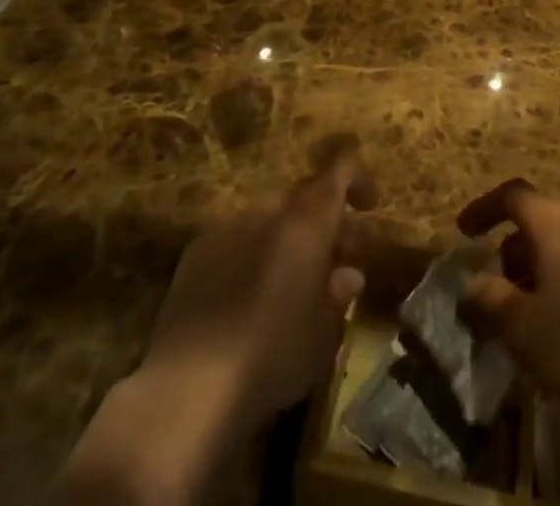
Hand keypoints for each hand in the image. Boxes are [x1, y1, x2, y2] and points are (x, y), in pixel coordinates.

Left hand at [53, 153, 376, 505]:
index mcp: (307, 220)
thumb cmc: (273, 356)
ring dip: (289, 237)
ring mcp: (228, 227)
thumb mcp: (323, 334)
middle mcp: (268, 211)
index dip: (358, 180)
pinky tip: (251, 295)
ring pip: (270, 218)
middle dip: (327, 220)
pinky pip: (236, 239)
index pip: (339, 172)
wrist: (188, 387)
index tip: (370, 206)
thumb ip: (338, 295)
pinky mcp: (195, 253)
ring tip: (295, 279)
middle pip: (305, 197)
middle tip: (341, 258)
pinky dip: (253, 253)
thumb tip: (348, 274)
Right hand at [456, 180, 559, 505]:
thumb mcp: (522, 325)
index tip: (462, 232)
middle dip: (506, 249)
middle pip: (533, 220)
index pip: (511, 195)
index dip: (483, 208)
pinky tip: (549, 325)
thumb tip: (470, 284)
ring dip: (529, 270)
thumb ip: (489, 299)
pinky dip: (552, 283)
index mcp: (553, 222)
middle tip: (490, 285)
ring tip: (516, 313)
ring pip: (553, 246)